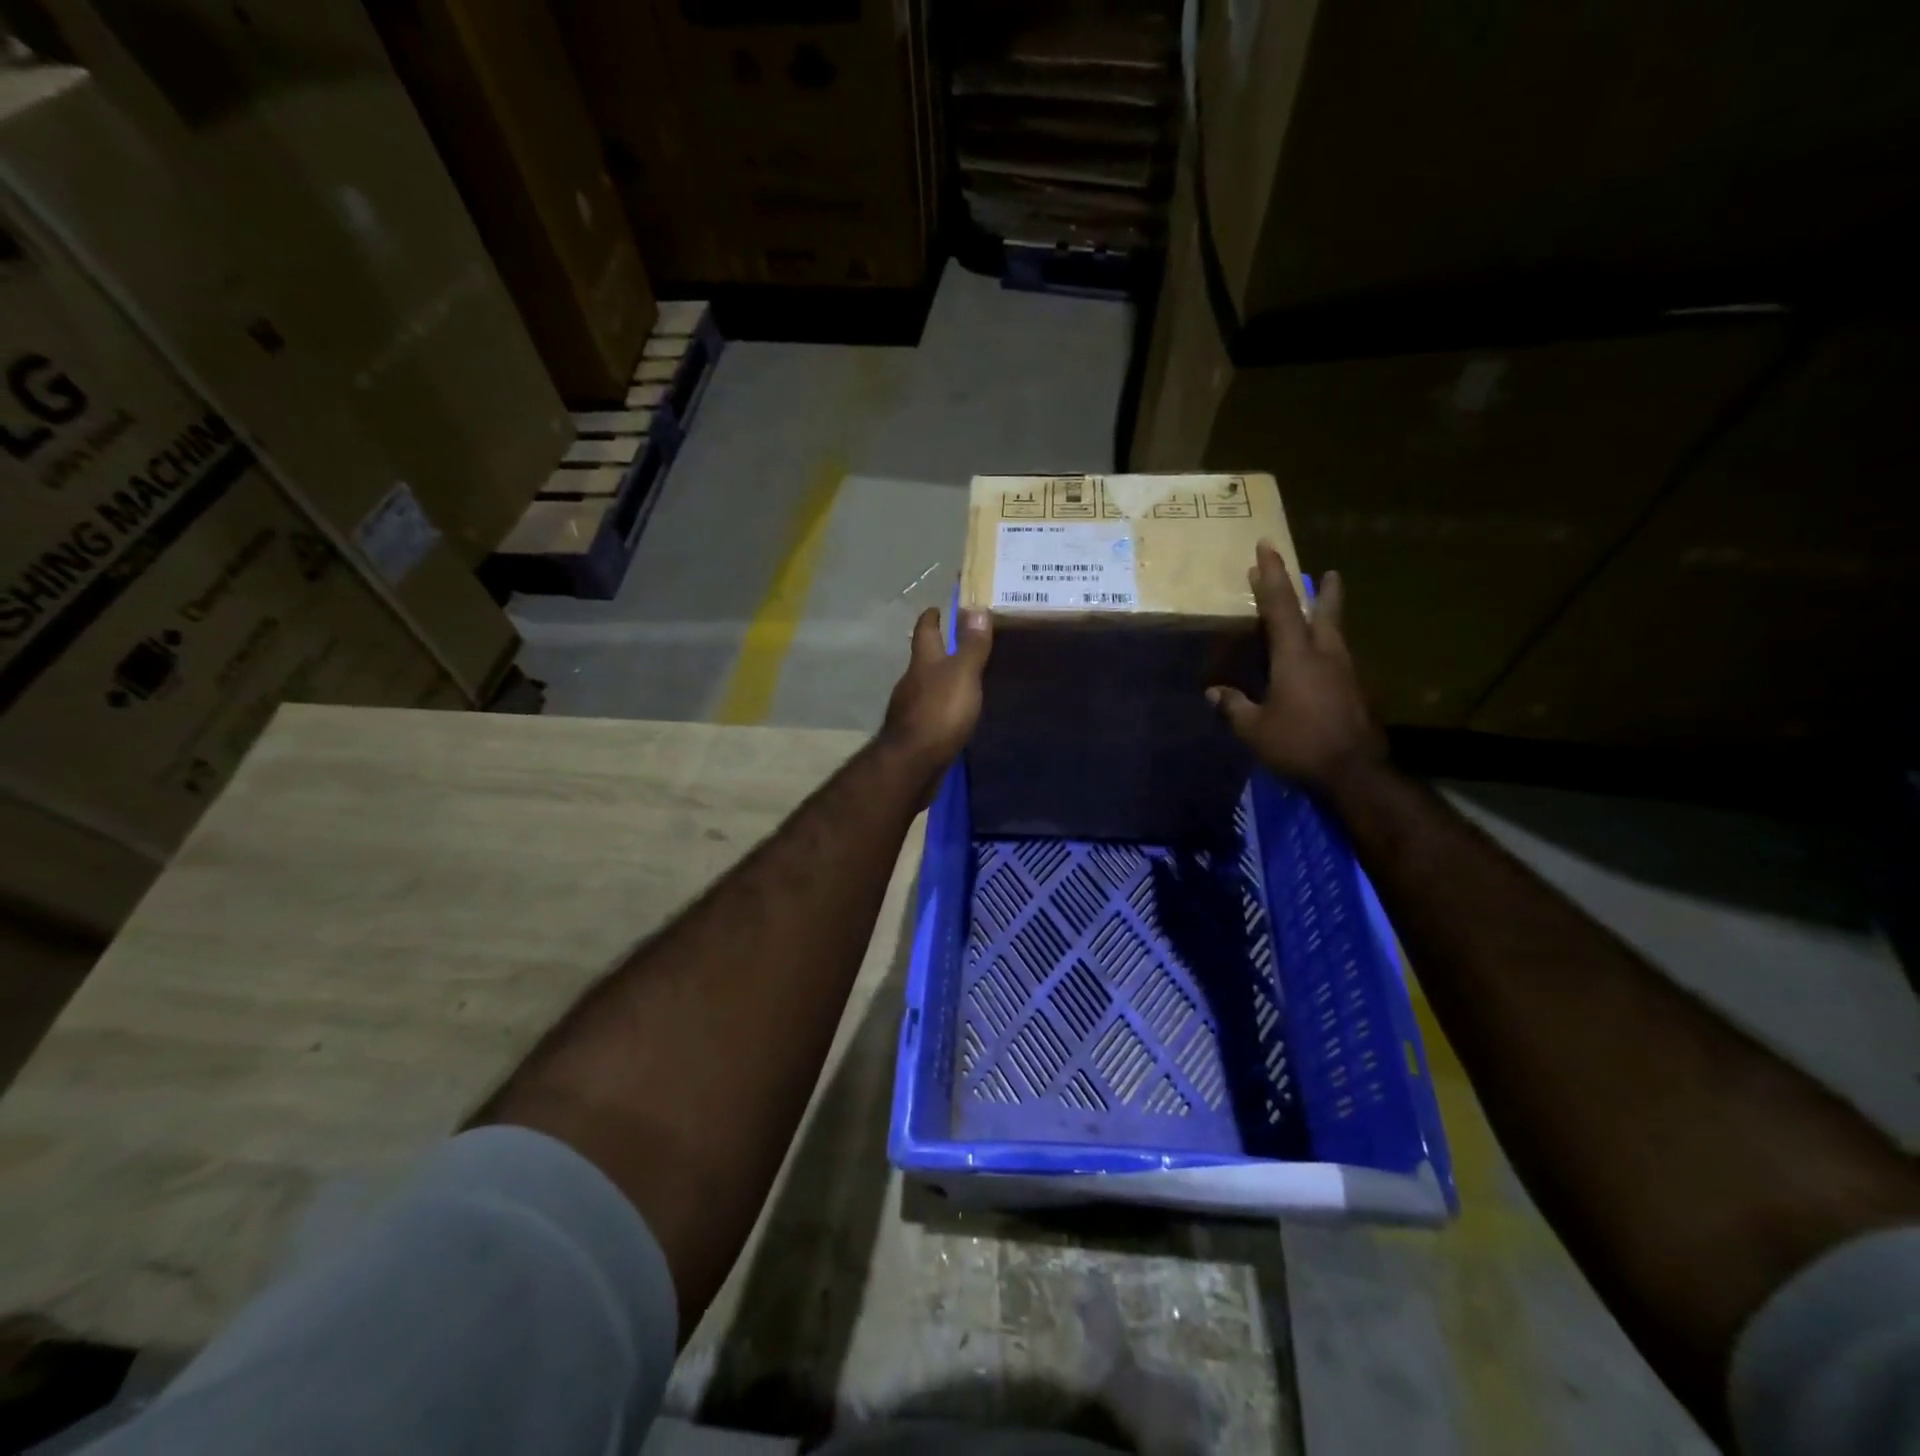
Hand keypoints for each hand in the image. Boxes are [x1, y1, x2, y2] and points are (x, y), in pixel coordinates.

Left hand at [881, 606, 991, 779]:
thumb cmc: (939, 713)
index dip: (930, 618)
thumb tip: (975, 606)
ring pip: (925, 688)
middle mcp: (911, 682)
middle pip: (922, 660)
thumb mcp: (962, 675)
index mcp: (923, 663)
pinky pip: (929, 713)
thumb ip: (971, 645)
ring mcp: (909, 710)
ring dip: (938, 682)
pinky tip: (952, 716)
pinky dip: (939, 708)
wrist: (912, 764)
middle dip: (936, 651)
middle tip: (955, 644)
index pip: (924, 632)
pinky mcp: (914, 734)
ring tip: (960, 681)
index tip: (935, 608)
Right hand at [1208, 542, 1385, 791]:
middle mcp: (1324, 655)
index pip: (1279, 606)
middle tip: (1326, 571)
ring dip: (1328, 616)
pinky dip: (1328, 648)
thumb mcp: (1255, 729)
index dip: (1271, 576)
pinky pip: (1339, 659)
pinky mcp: (1356, 692)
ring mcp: (1345, 673)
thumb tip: (1213, 693)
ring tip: (1326, 607)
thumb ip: (1234, 707)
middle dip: (1318, 590)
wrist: (1354, 772)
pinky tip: (1323, 660)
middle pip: (1322, 612)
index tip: (1266, 548)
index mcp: (1296, 656)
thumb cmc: (1299, 743)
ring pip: (1335, 634)